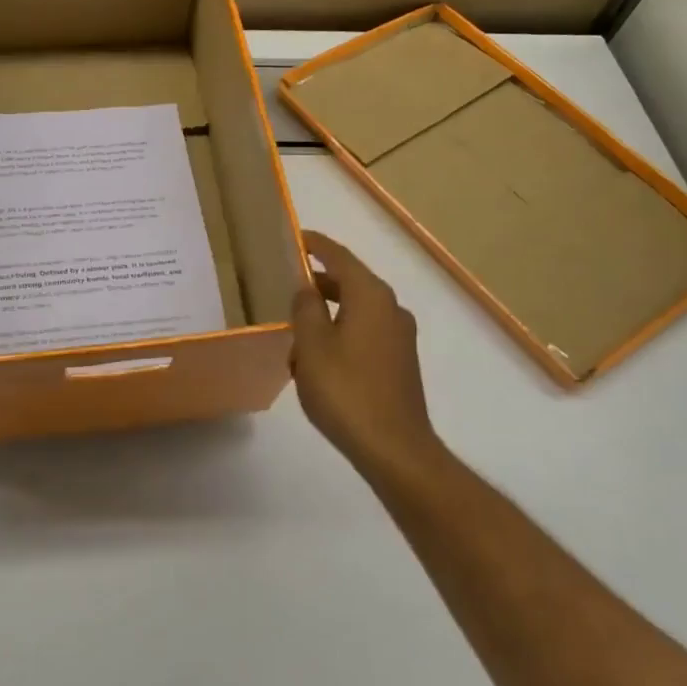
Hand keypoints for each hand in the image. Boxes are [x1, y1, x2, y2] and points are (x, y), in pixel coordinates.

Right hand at [290, 231, 445, 477]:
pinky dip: (341, 333)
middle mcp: (391, 309)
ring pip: (357, 310)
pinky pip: (365, 333)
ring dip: (328, 313)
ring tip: (296, 329)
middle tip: (286, 285)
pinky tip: (319, 359)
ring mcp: (400, 337)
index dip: (316, 244)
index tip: (294, 237)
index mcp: (371, 296)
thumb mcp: (312, 345)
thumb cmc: (346, 391)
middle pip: (350, 282)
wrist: (394, 448)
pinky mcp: (400, 362)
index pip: (339, 257)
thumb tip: (306, 288)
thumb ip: (305, 309)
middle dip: (318, 282)